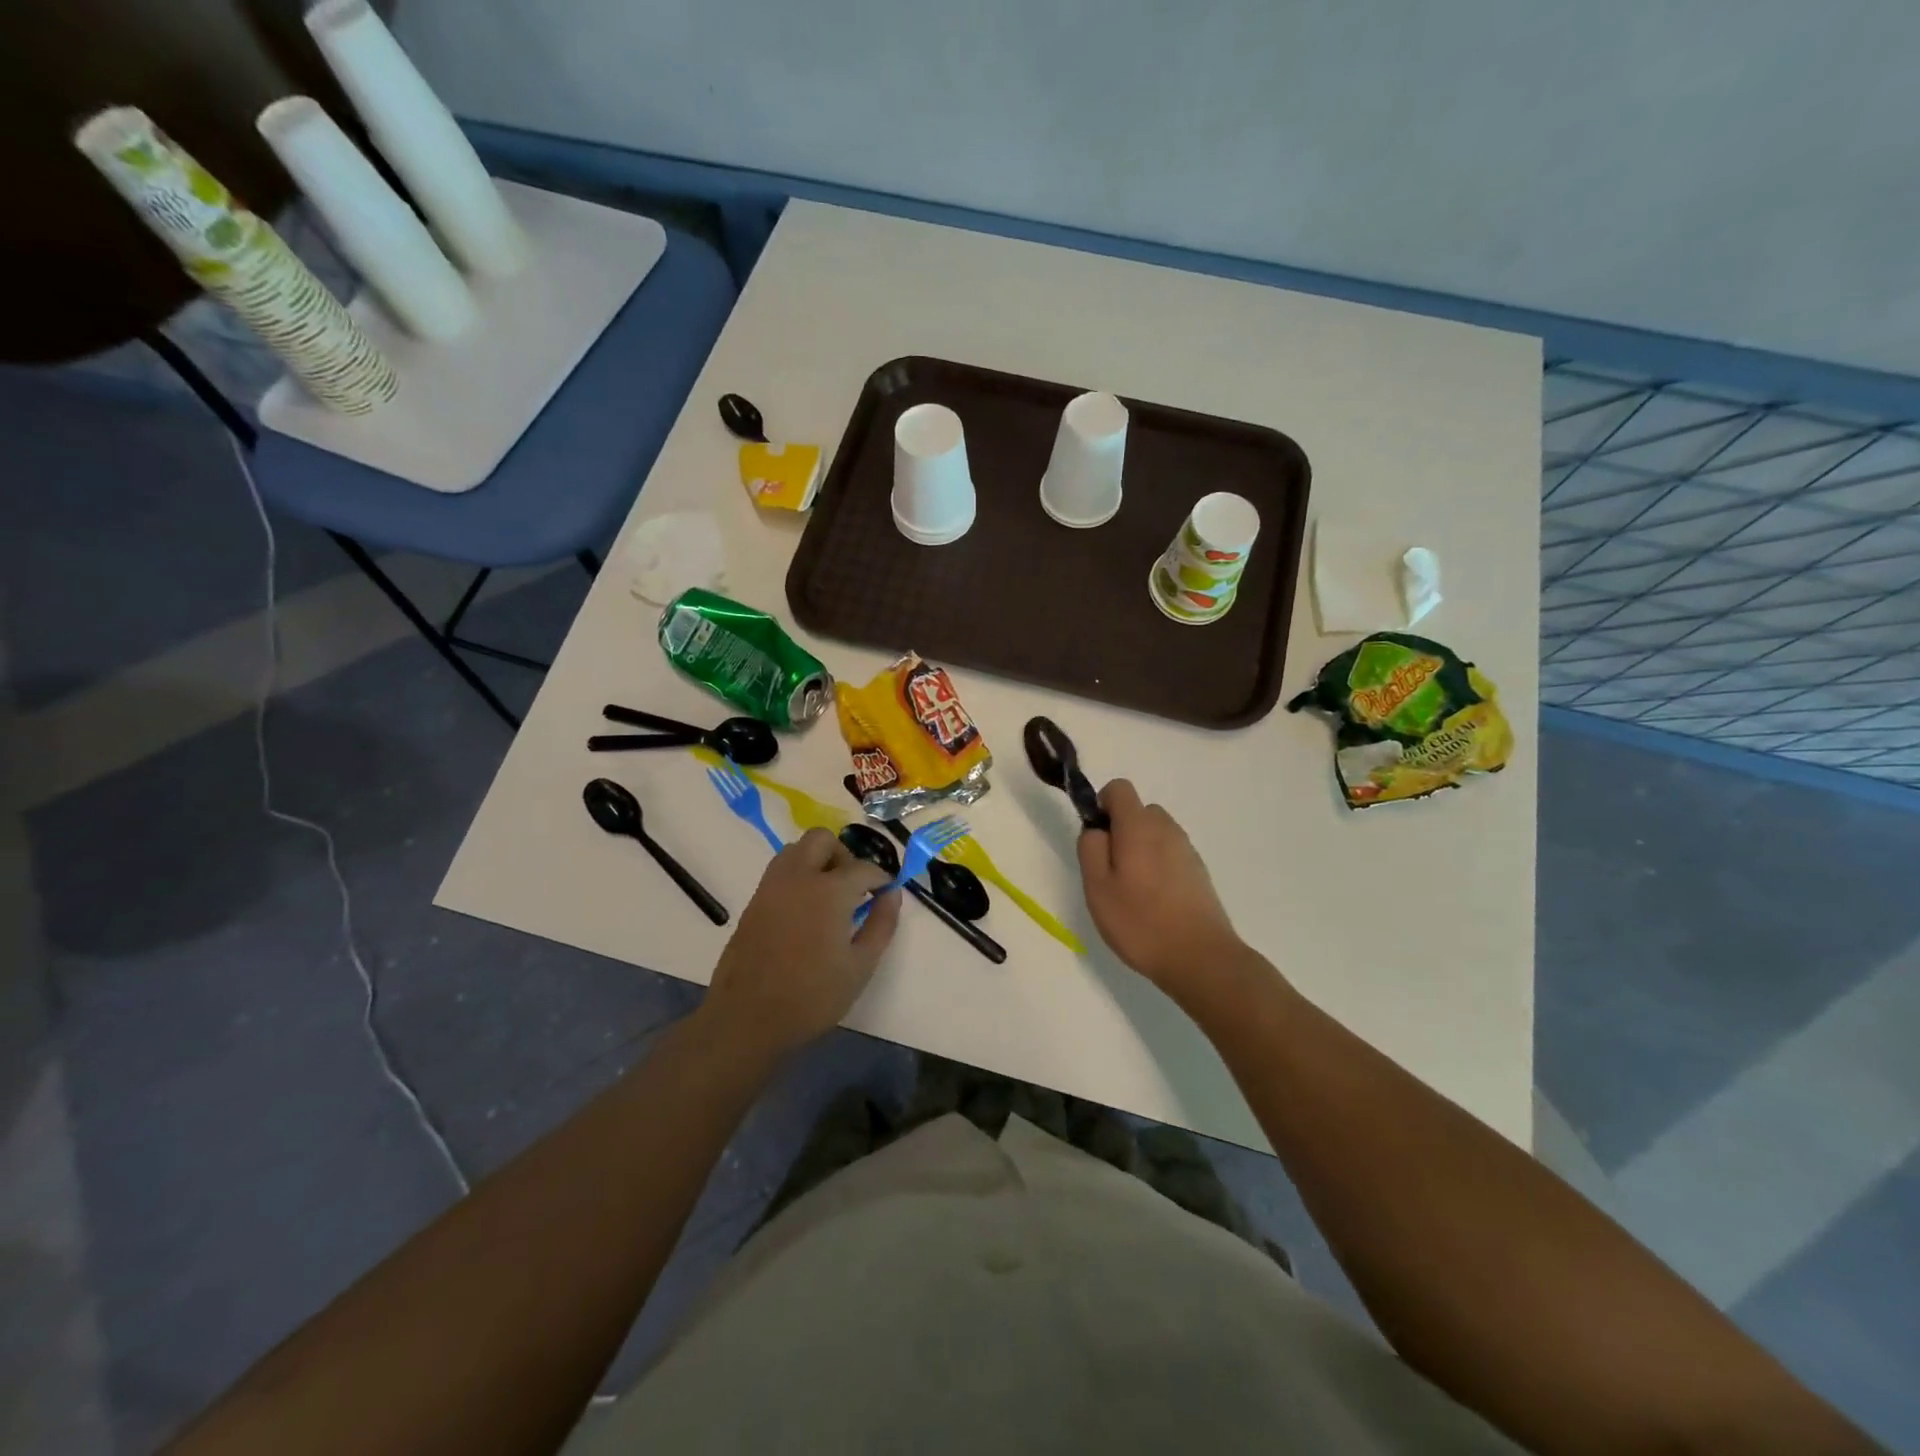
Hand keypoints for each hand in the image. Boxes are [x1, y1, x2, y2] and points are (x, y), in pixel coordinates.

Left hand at [701, 828, 902, 1057]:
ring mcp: (771, 886)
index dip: (881, 878)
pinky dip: (798, 875)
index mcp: (829, 890)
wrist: (747, 1018)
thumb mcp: (861, 965)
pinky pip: (780, 871)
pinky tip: (806, 909)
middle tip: (855, 886)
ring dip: (817, 860)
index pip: (863, 868)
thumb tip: (892, 894)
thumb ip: (882, 924)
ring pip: (796, 850)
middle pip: (822, 840)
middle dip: (844, 855)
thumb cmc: (812, 996)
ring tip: (829, 895)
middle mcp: (798, 877)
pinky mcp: (754, 901)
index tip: (887, 892)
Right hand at [1078, 780, 1242, 993]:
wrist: (1200, 957)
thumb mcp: (1097, 886)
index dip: (1102, 805)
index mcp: (1139, 826)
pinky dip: (1158, 866)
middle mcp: (1166, 828)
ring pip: (1155, 833)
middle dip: (1121, 830)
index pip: (1119, 788)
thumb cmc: (1140, 921)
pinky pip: (1170, 854)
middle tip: (1111, 872)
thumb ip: (1090, 848)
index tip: (1097, 839)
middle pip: (1138, 811)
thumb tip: (1096, 829)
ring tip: (1133, 892)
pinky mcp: (1199, 871)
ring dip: (1140, 849)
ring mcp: (1187, 849)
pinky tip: (1155, 903)